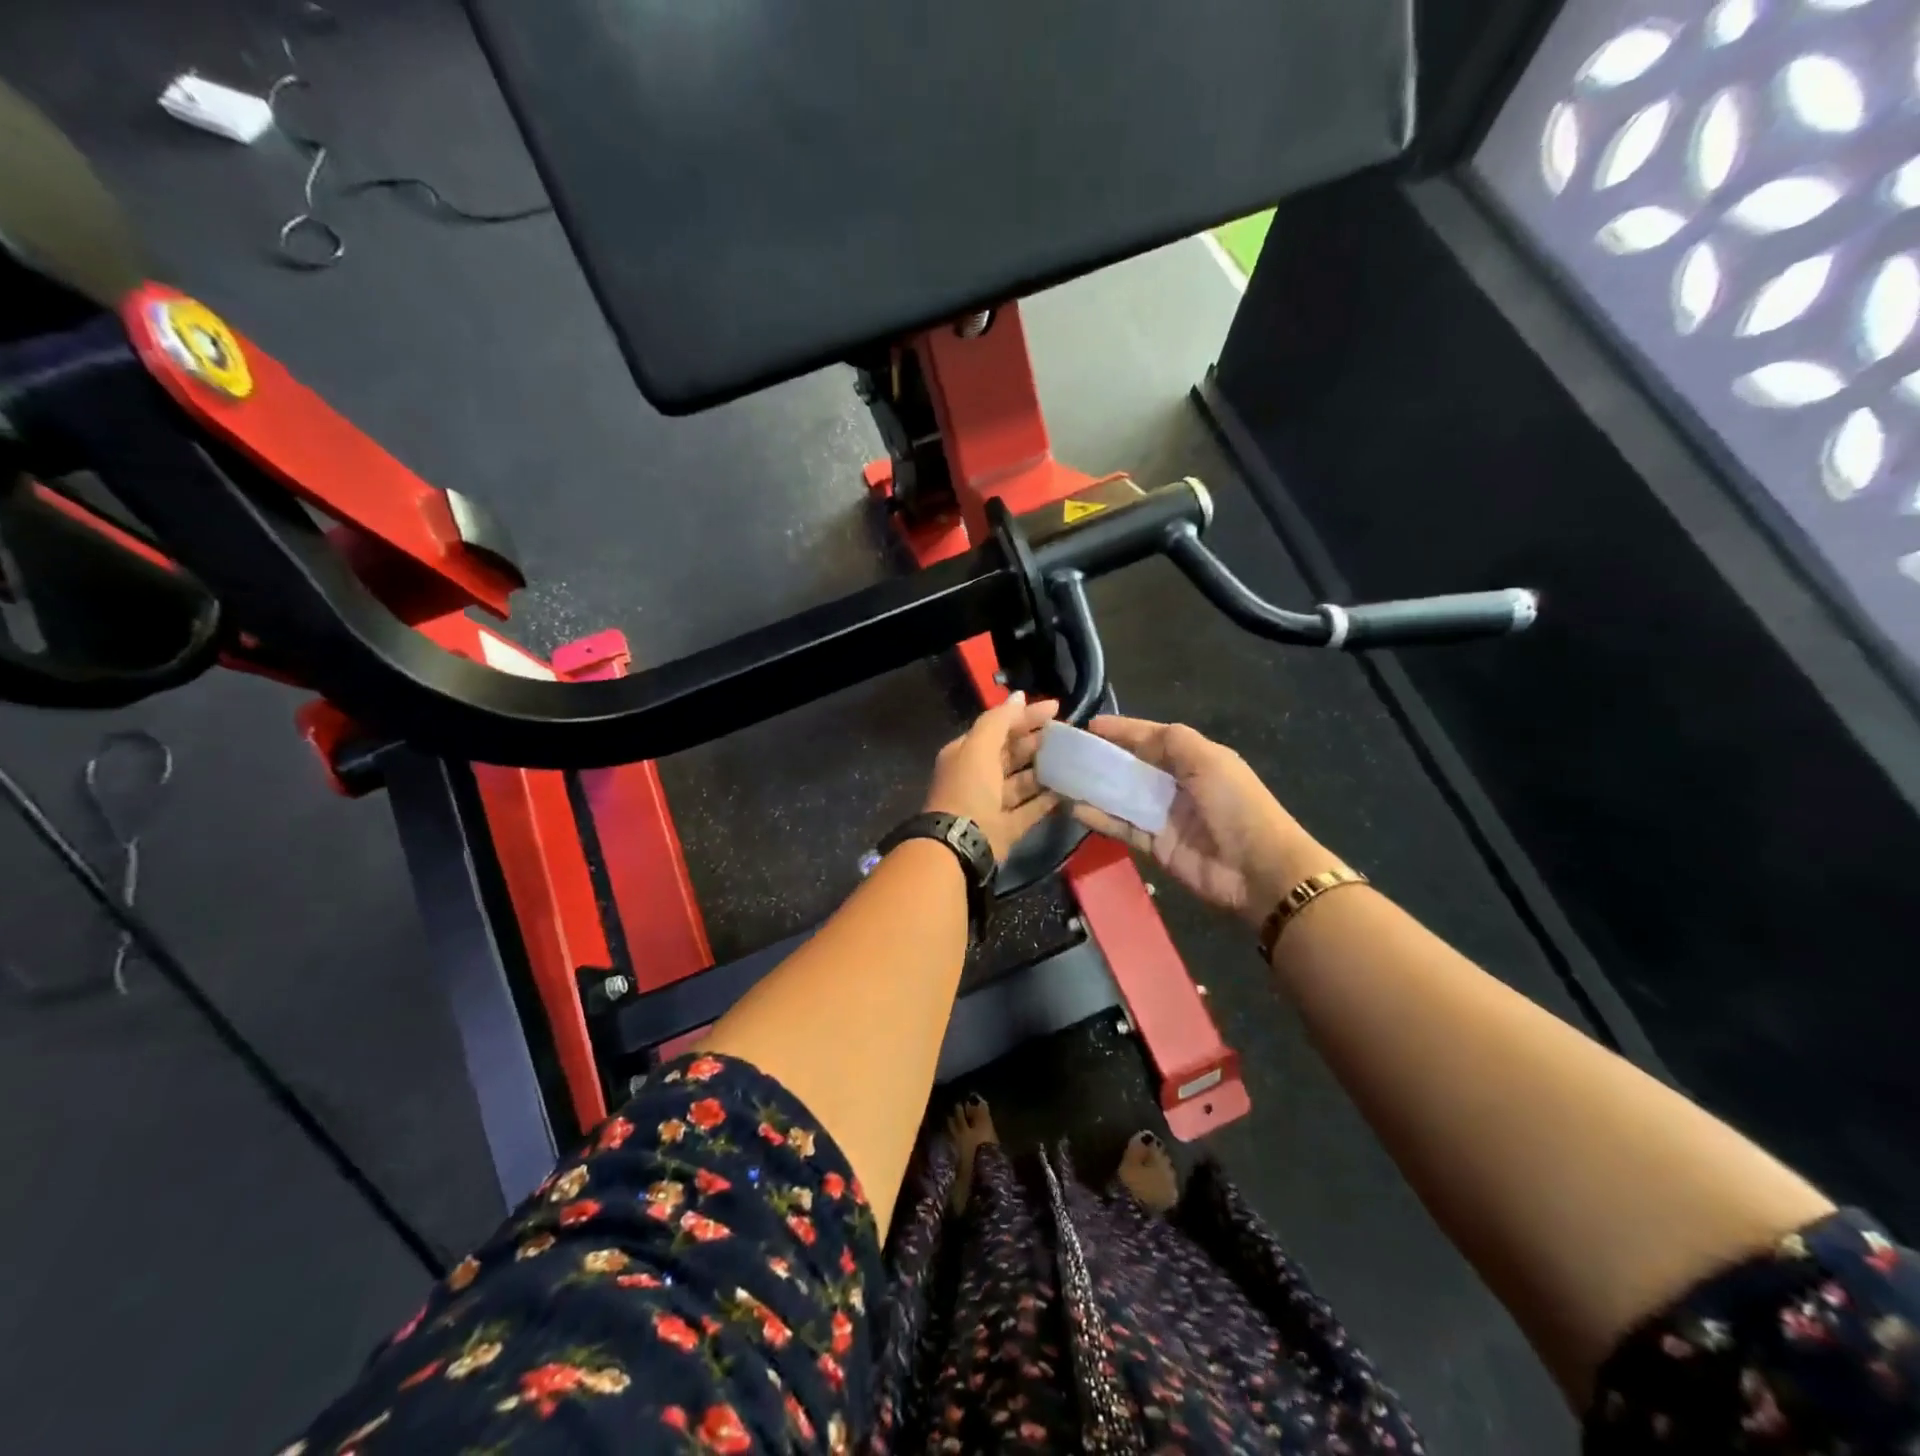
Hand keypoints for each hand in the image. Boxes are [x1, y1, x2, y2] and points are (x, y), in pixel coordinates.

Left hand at [923, 693, 1061, 860]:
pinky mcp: (1008, 827)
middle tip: (1069, 732)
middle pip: (1012, 754)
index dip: (1026, 716)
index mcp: (966, 754)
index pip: (999, 728)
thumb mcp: (979, 746)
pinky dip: (1048, 800)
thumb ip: (999, 720)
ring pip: (1023, 781)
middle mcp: (978, 776)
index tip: (1057, 708)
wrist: (961, 844)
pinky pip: (1031, 809)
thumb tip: (1020, 696)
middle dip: (1037, 742)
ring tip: (1073, 758)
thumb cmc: (968, 789)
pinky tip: (1069, 789)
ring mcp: (993, 804)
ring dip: (1045, 770)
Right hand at [1070, 715, 1335, 925]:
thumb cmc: (1235, 804)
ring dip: (1095, 787)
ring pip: (1122, 796)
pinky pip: (1122, 826)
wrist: (1257, 868)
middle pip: (1132, 766)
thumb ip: (1172, 741)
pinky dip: (1100, 817)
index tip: (1088, 725)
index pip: (1150, 738)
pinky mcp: (1155, 844)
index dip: (1121, 730)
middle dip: (1102, 757)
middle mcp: (1176, 784)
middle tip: (1066, 752)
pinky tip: (1074, 808)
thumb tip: (1135, 734)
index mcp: (1194, 759)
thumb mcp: (1208, 760)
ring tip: (1061, 778)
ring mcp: (1164, 815)